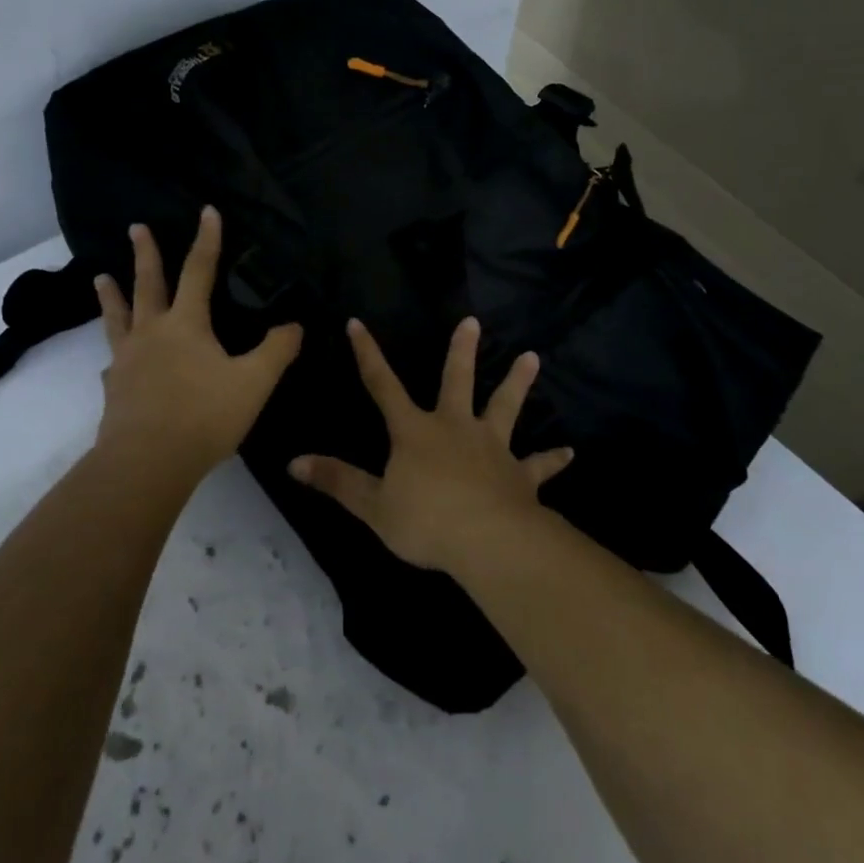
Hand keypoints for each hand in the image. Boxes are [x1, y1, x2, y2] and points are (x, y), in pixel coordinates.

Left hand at [92, 208, 302, 482]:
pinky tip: (112, 362)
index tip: (207, 211)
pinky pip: (114, 362)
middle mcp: (152, 333)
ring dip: (111, 295)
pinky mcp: (115, 389)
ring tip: (100, 277)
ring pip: (118, 318)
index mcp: (186, 324)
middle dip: (145, 254)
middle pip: (148, 284)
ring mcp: (128, 360)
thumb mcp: (253, 383)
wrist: (147, 463)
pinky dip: (114, 353)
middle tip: (135, 227)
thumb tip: (294, 326)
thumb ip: (277, 351)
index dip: (207, 240)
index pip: (199, 271)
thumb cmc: (204, 416)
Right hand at [286, 316, 572, 573]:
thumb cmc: (426, 520)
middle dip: (462, 351)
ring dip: (518, 383)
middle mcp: (455, 428)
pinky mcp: (520, 474)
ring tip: (533, 357)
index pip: (383, 385)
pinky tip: (570, 453)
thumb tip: (293, 463)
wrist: (488, 541)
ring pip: (505, 408)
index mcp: (415, 431)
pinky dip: (553, 459)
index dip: (368, 354)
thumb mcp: (373, 505)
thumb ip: (336, 481)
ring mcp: (492, 448)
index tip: (358, 323)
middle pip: (457, 382)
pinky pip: (539, 465)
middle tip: (473, 322)